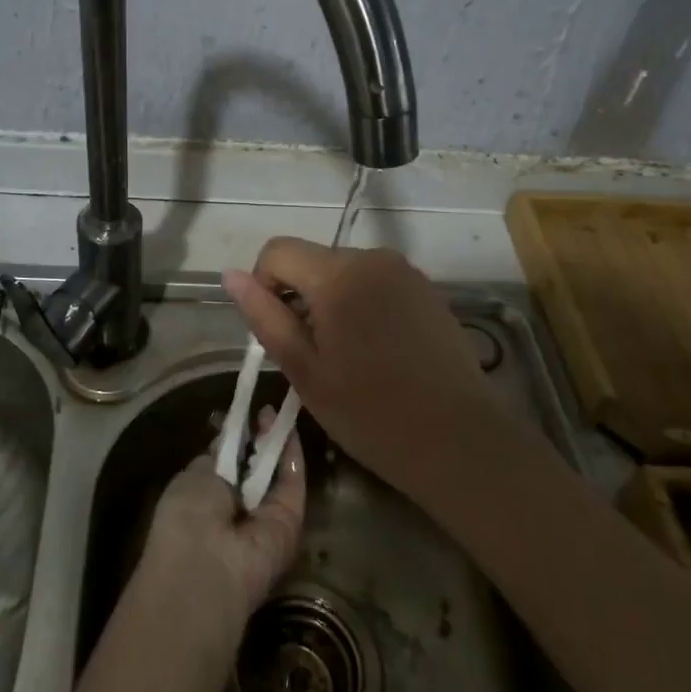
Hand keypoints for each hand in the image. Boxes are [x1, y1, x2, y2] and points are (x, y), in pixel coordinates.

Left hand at [138, 408, 306, 635]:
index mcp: (207, 501)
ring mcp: (266, 517)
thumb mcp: (193, 477)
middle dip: (260, 438)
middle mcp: (238, 511)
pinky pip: (293, 482)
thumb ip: (215, 459)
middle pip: (255, 468)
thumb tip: (226, 441)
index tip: (243, 415)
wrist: (206, 565)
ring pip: (277, 474)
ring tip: (279, 409)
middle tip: (265, 410)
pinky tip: (289, 426)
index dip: (236, 439)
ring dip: (277, 441)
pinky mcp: (291, 520)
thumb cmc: (186, 516)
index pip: (227, 466)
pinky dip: (292, 454)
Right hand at [222, 240, 518, 499]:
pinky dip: (362, 304)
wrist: (459, 441)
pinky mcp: (426, 288)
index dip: (264, 285)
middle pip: (312, 260)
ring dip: (332, 302)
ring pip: (344, 271)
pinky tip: (378, 351)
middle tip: (314, 354)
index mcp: (338, 275)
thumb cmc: (371, 413)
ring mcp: (404, 271)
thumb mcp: (305, 371)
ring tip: (348, 356)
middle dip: (300, 296)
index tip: (279, 331)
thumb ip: (265, 317)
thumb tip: (230, 275)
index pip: (278, 250)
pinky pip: (375, 282)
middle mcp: (373, 258)